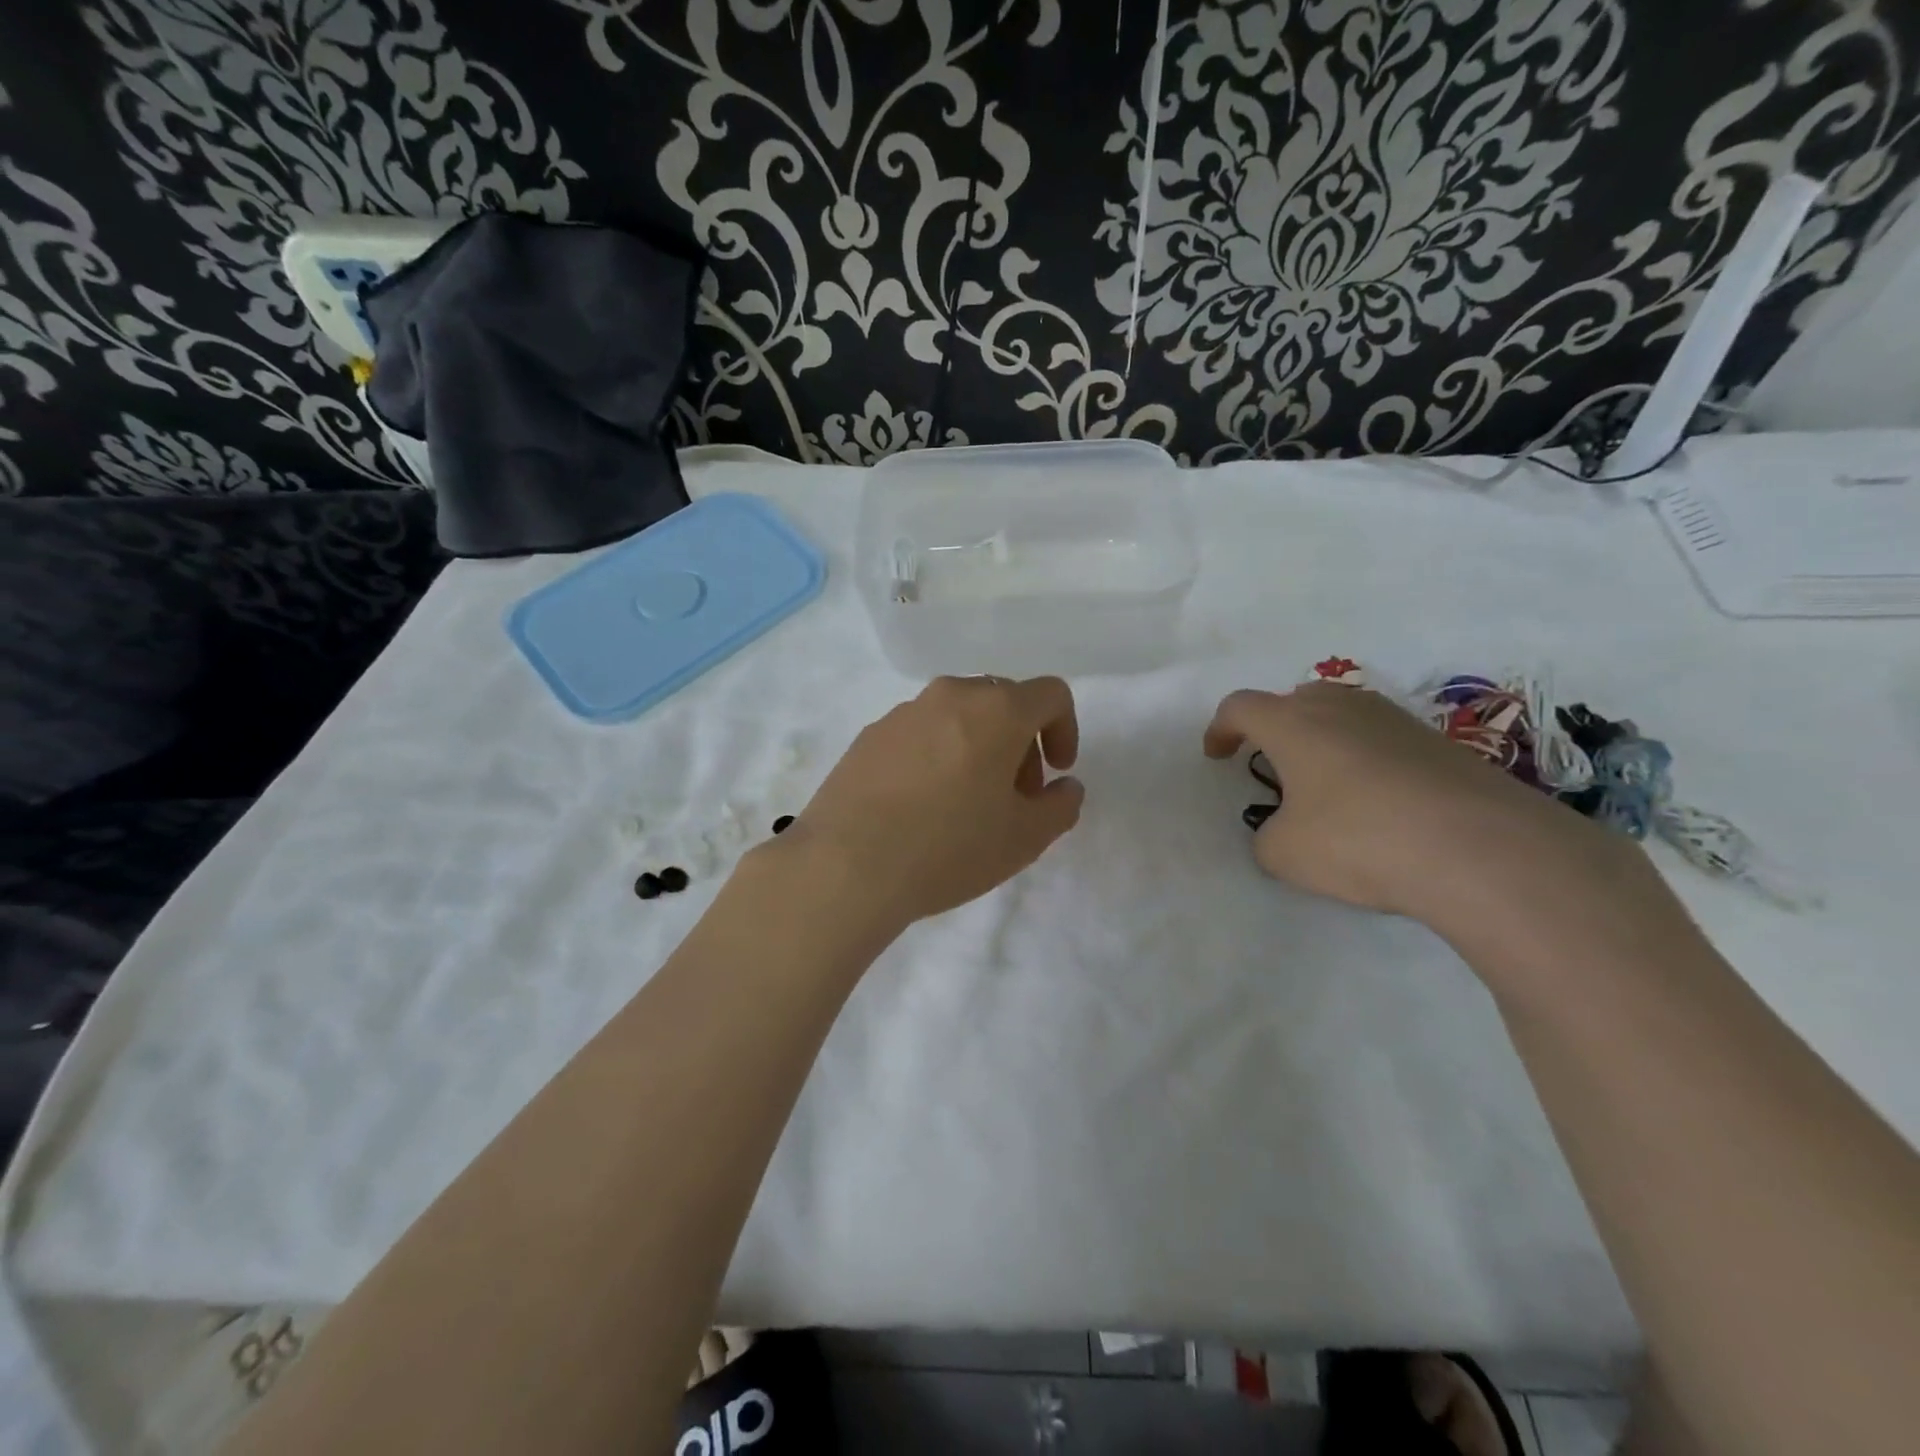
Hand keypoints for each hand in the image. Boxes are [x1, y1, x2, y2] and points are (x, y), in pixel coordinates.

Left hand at [789, 676, 1084, 929]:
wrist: (846, 865)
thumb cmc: (949, 848)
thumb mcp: (1024, 838)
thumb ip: (1061, 806)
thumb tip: (1065, 787)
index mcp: (996, 710)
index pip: (1051, 694)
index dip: (1065, 730)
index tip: (1056, 772)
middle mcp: (950, 696)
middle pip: (1002, 702)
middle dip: (1021, 742)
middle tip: (1014, 795)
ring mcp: (903, 712)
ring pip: (958, 716)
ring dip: (978, 747)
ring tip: (965, 803)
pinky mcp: (869, 735)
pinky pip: (919, 733)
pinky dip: (937, 755)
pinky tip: (921, 805)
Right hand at [1204, 684, 1655, 935]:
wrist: (1481, 848)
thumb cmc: (1359, 839)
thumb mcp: (1285, 854)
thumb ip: (1268, 836)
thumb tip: (1284, 830)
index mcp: (1292, 724)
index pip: (1240, 707)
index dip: (1221, 729)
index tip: (1218, 755)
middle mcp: (1341, 708)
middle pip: (1295, 699)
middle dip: (1276, 727)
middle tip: (1275, 766)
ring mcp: (1395, 720)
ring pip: (1344, 715)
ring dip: (1325, 741)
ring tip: (1328, 786)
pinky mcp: (1440, 742)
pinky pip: (1383, 739)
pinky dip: (1367, 760)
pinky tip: (1379, 801)